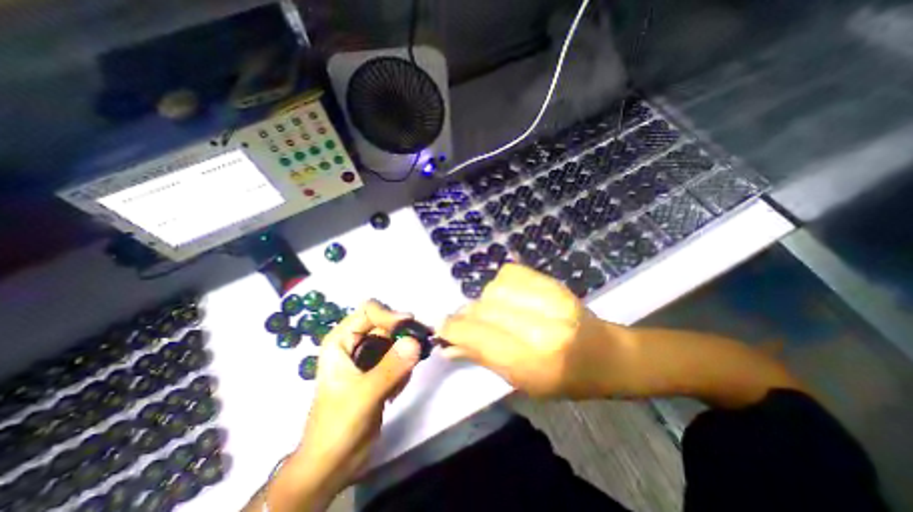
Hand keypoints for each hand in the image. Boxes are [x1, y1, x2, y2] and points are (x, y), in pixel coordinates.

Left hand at [293, 302, 420, 505]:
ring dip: (405, 354)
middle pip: (386, 323)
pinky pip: (400, 357)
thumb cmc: (338, 426)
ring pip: (395, 340)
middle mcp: (355, 343)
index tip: (410, 326)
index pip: (369, 311)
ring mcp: (369, 357)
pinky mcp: (380, 370)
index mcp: (342, 340)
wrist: (333, 463)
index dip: (389, 315)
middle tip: (421, 345)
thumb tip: (416, 341)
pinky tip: (395, 392)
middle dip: (403, 334)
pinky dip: (404, 369)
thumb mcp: (364, 394)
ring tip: (401, 380)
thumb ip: (390, 367)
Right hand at [436, 264, 628, 398]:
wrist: (607, 355)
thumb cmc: (565, 380)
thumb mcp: (522, 382)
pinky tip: (506, 296)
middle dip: (467, 315)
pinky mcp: (553, 282)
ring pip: (494, 289)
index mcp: (535, 361)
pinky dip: (500, 284)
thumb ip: (483, 358)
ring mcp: (551, 298)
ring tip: (493, 312)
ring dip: (484, 301)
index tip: (441, 328)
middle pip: (484, 309)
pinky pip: (511, 273)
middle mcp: (543, 326)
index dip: (455, 329)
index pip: (480, 336)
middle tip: (465, 323)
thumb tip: (447, 345)